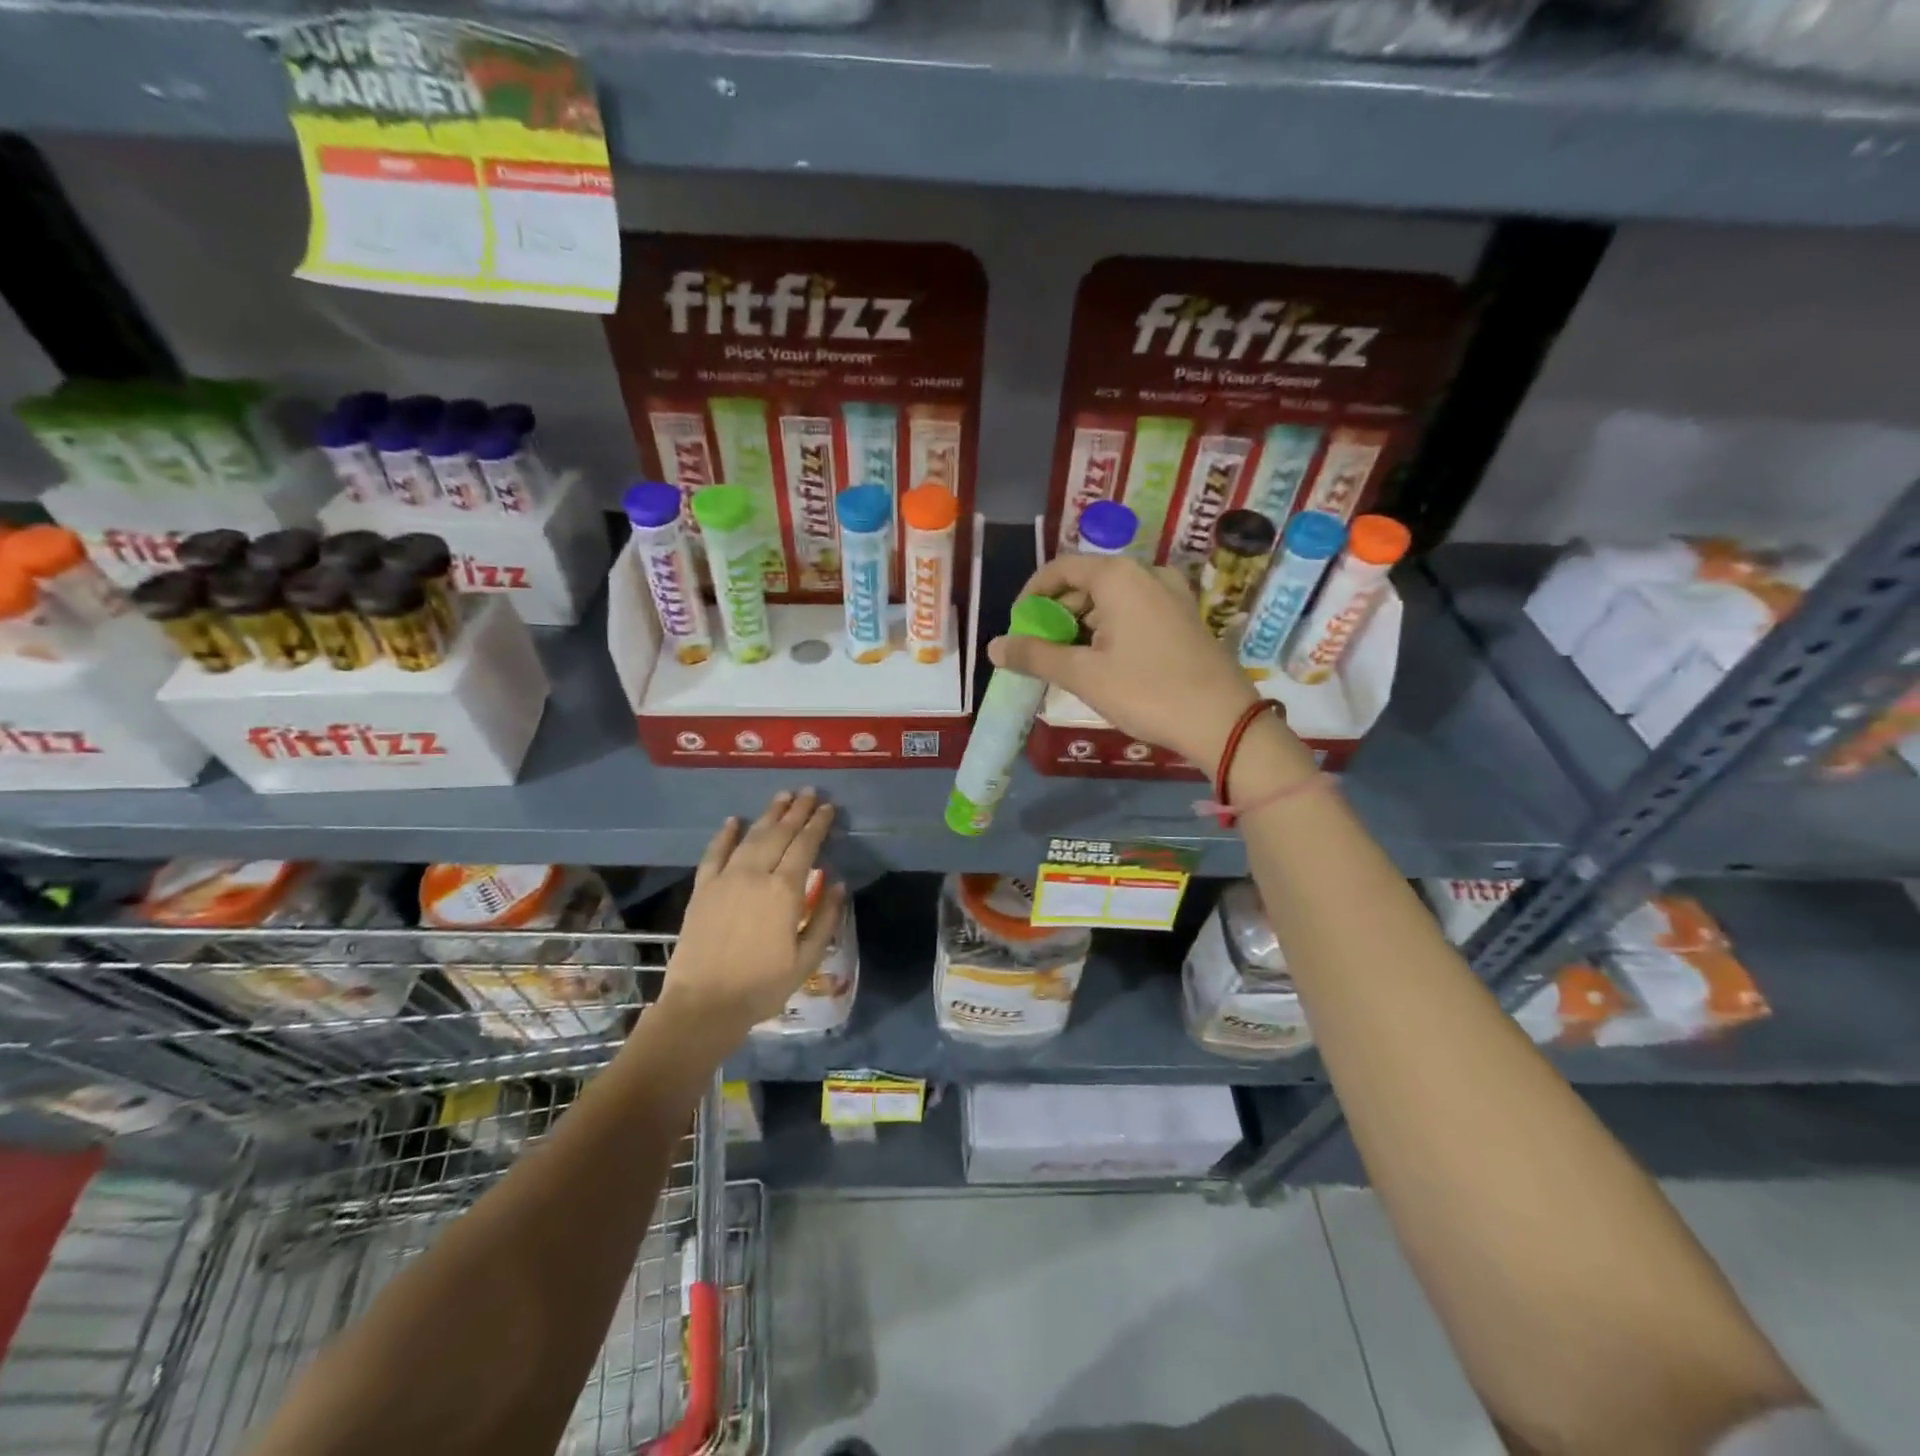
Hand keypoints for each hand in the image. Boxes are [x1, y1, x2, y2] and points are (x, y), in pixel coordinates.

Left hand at [660, 789, 843, 1041]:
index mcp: (784, 891)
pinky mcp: (702, 889)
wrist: (703, 1004)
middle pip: (779, 834)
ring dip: (768, 815)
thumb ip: (826, 918)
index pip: (805, 846)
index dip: (818, 824)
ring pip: (750, 837)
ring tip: (782, 797)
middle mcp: (755, 875)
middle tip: (809, 792)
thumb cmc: (762, 986)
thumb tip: (837, 883)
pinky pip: (714, 854)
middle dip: (796, 811)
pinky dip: (724, 835)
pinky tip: (733, 821)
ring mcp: (725, 879)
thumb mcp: (807, 959)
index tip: (828, 808)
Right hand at [987, 553, 1271, 768]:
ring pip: (1111, 601)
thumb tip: (993, 647)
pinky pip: (1134, 614)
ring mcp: (1171, 595)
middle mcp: (1147, 574)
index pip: (1060, 569)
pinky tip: (1103, 665)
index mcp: (1119, 576)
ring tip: (1067, 664)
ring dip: (1082, 627)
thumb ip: (1034, 656)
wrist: (1223, 723)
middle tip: (1039, 652)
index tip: (1017, 627)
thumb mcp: (1083, 675)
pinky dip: (1109, 632)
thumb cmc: (1147, 691)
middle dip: (1057, 615)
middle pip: (1086, 584)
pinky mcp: (1185, 618)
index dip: (1031, 595)